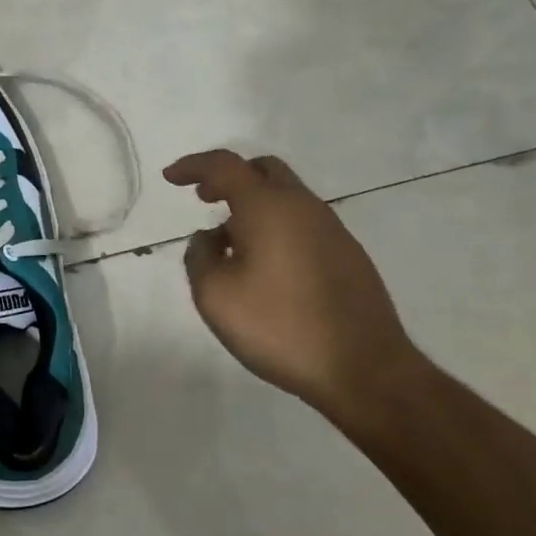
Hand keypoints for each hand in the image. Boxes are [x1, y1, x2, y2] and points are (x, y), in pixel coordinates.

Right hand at [163, 150, 416, 410]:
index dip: (193, 166)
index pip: (224, 165)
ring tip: (230, 240)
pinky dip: (276, 225)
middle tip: (204, 198)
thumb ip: (199, 256)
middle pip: (263, 170)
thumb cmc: (280, 327)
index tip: (170, 177)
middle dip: (228, 177)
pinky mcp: (348, 255)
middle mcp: (303, 206)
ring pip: (286, 196)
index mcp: (267, 207)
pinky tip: (266, 265)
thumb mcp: (215, 295)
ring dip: (253, 204)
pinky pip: (303, 222)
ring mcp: (332, 230)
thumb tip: (209, 238)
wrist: (365, 370)